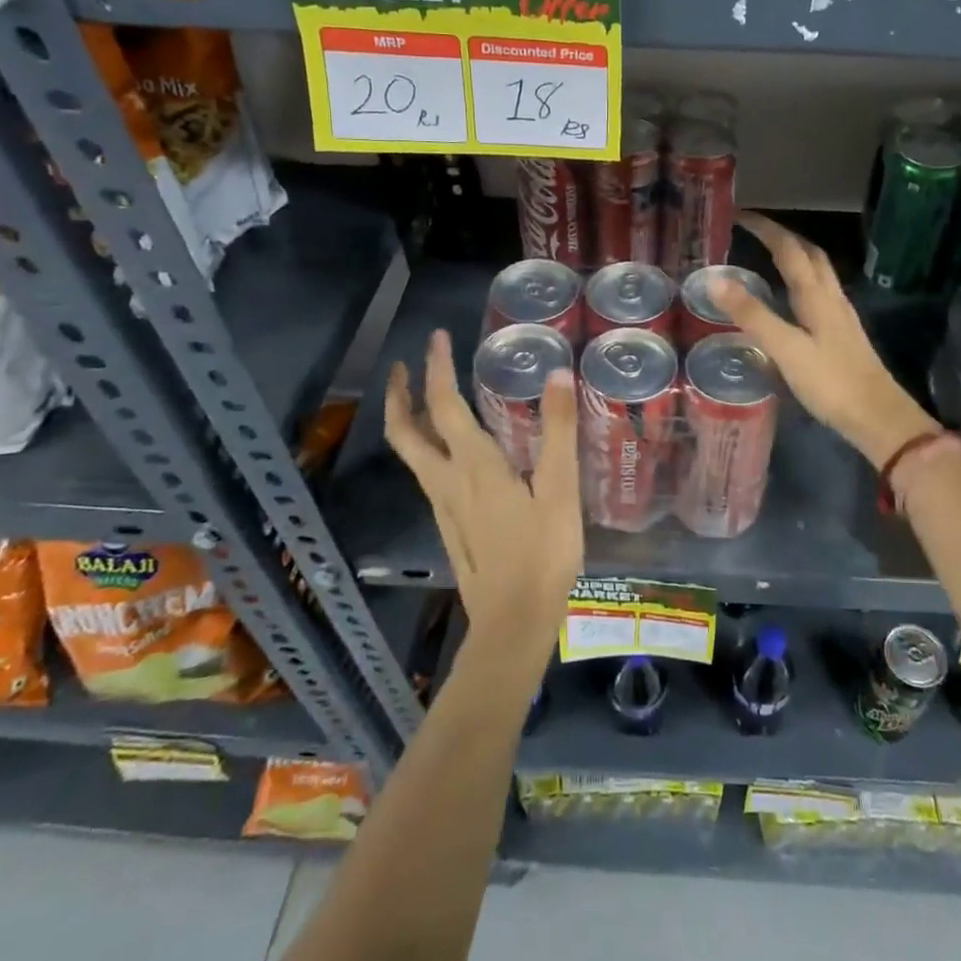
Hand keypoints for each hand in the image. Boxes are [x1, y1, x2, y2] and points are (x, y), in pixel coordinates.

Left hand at [385, 330, 582, 655]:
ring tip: (422, 399)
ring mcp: (443, 506)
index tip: (435, 338)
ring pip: (412, 454)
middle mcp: (447, 480)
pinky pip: (428, 474)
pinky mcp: (450, 525)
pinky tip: (452, 452)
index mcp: (474, 465)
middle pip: (406, 432)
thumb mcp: (560, 489)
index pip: (444, 405)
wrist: (513, 622)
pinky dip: (426, 447)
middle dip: (400, 395)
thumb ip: (559, 430)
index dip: (437, 368)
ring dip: (409, 420)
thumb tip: (557, 373)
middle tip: (402, 367)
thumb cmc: (543, 553)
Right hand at [715, 213, 941, 466]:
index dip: (766, 229)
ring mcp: (841, 316)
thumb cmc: (831, 383)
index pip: (789, 249)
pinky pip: (820, 293)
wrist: (878, 417)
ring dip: (796, 256)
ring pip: (819, 273)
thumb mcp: (785, 348)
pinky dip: (802, 281)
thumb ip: (752, 314)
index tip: (742, 216)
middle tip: (756, 231)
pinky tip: (793, 299)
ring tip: (771, 256)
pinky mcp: (843, 334)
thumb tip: (716, 280)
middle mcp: (831, 297)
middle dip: (784, 237)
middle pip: (810, 254)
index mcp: (816, 295)